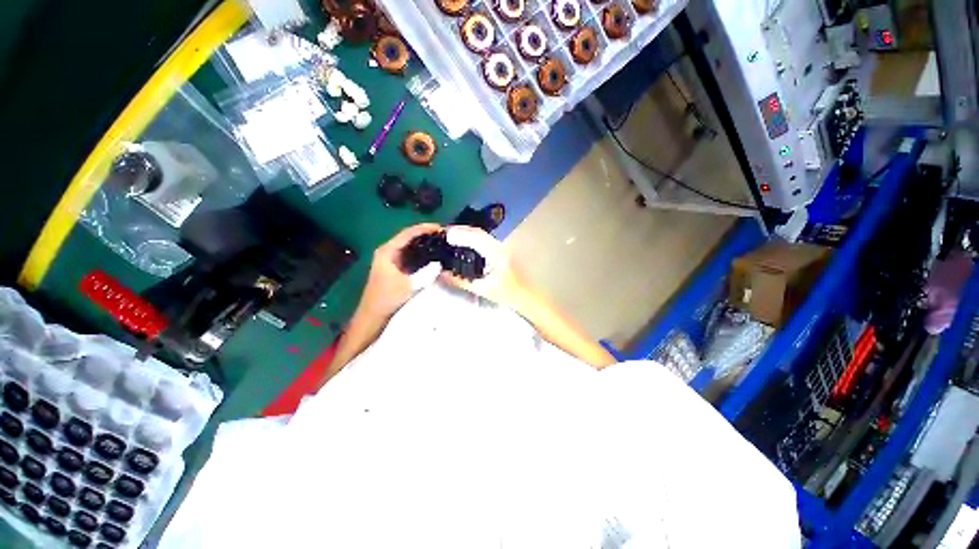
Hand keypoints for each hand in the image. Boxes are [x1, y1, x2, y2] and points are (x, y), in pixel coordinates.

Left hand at [359, 223, 441, 318]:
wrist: (373, 314)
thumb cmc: (388, 298)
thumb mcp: (409, 286)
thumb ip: (426, 273)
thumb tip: (440, 264)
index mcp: (388, 251)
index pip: (408, 233)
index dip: (424, 228)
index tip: (440, 228)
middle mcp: (388, 251)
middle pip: (408, 236)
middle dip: (425, 233)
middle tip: (443, 234)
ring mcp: (390, 258)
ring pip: (409, 245)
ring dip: (423, 242)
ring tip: (440, 241)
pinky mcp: (394, 266)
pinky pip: (409, 253)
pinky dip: (420, 251)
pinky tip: (431, 253)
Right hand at [439, 226, 529, 309]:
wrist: (527, 295)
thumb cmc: (507, 294)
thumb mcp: (483, 289)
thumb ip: (461, 281)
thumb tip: (441, 274)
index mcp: (497, 253)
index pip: (476, 237)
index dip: (459, 233)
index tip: (444, 234)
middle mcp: (500, 245)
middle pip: (478, 232)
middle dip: (460, 230)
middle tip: (443, 234)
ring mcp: (502, 246)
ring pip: (481, 234)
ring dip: (466, 233)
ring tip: (450, 237)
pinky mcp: (502, 249)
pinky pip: (484, 240)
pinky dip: (472, 238)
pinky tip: (464, 243)